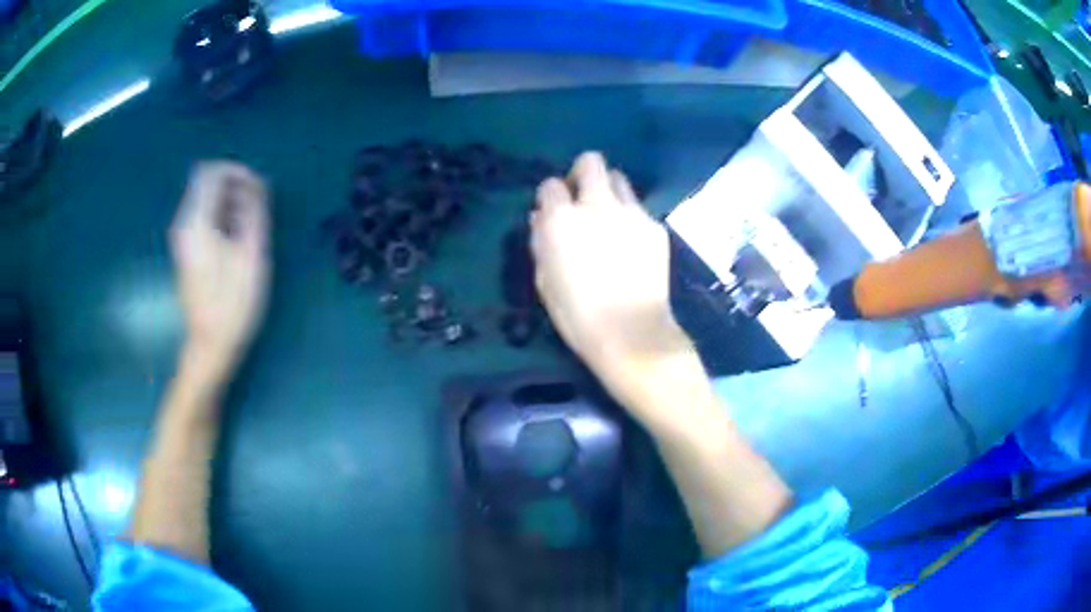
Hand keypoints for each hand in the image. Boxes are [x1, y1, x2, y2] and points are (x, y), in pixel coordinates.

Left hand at [171, 161, 270, 380]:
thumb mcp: (252, 254)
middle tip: (257, 208)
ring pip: (205, 199)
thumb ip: (253, 212)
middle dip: (234, 185)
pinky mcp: (186, 249)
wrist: (210, 345)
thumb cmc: (234, 303)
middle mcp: (183, 223)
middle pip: (206, 182)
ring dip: (229, 202)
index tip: (258, 188)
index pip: (211, 172)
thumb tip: (255, 183)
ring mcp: (182, 237)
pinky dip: (221, 216)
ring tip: (250, 226)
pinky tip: (236, 239)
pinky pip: (203, 216)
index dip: (237, 171)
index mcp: (196, 221)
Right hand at [531, 152, 696, 415]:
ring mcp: (631, 213)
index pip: (550, 184)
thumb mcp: (544, 280)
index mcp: (562, 219)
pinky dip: (630, 218)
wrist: (630, 333)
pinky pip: (639, 209)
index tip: (552, 211)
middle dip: (583, 173)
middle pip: (591, 162)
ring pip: (620, 179)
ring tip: (609, 219)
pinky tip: (631, 245)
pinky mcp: (655, 226)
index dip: (550, 196)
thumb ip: (541, 241)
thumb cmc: (577, 314)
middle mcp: (597, 205)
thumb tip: (541, 218)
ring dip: (609, 191)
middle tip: (582, 198)